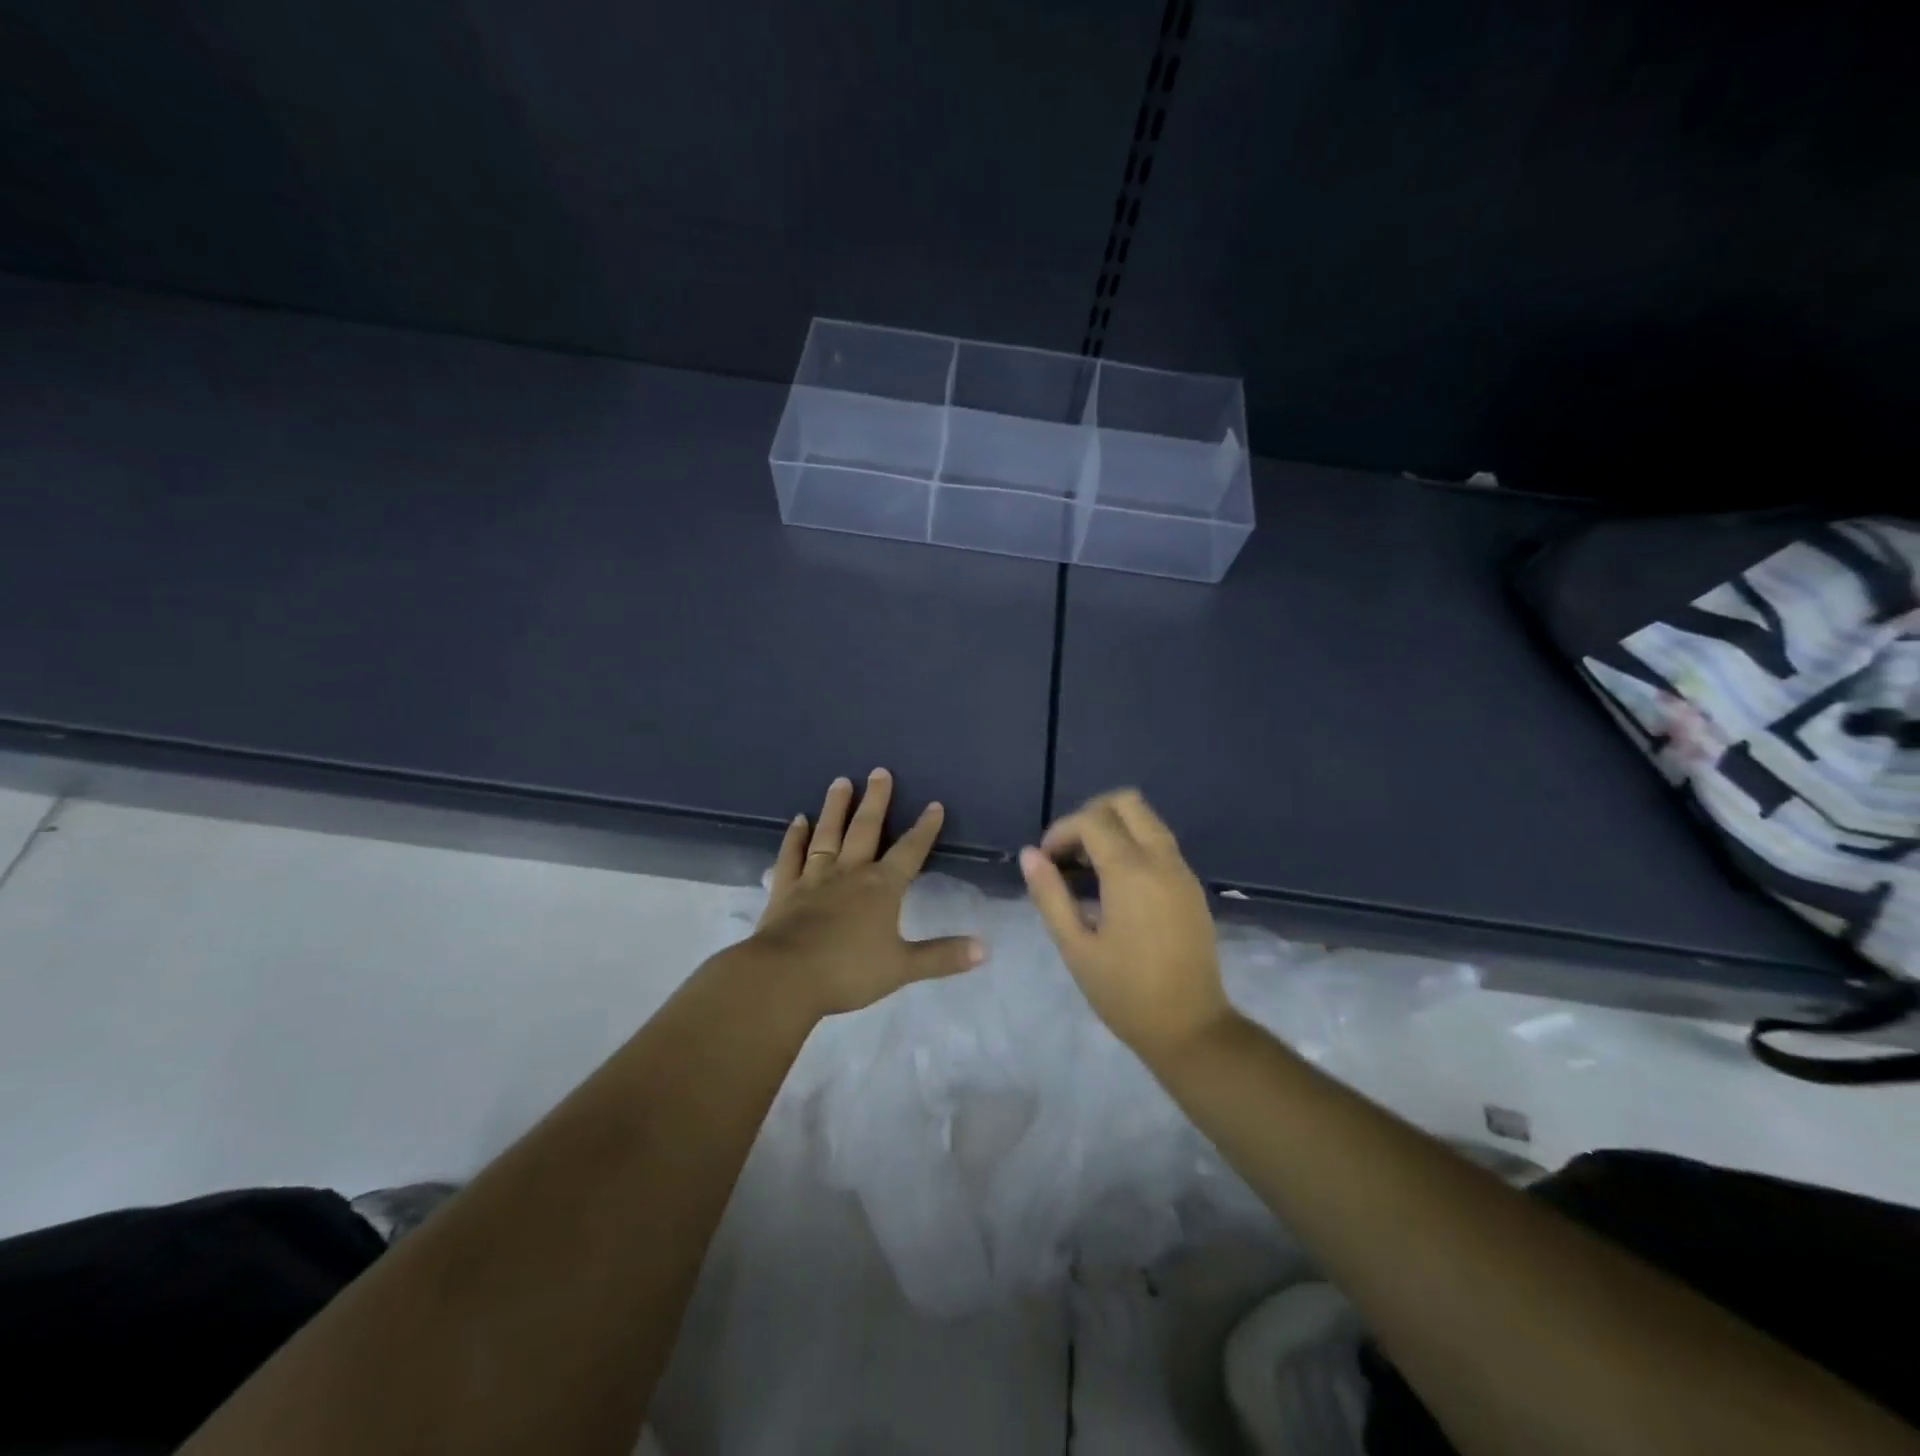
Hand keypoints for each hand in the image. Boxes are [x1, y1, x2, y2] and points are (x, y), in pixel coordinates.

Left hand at [751, 769, 984, 1015]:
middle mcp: (849, 872)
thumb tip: (985, 950)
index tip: (934, 805)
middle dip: (876, 800)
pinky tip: (798, 820)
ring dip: (836, 807)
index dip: (924, 828)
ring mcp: (813, 878)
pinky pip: (791, 856)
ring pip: (828, 834)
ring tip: (841, 781)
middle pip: (865, 829)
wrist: (785, 977)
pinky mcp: (785, 889)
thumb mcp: (902, 967)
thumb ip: (942, 956)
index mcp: (881, 887)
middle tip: (880, 771)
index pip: (910, 851)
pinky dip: (795, 837)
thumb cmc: (848, 972)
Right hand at [1020, 789, 1230, 1057]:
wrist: (1191, 1028)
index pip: (1092, 820)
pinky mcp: (1191, 886)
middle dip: (1090, 815)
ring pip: (1147, 820)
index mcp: (1131, 872)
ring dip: (1113, 829)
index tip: (1045, 861)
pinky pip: (1159, 844)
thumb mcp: (1075, 946)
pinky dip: (1133, 845)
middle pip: (1126, 802)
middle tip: (1068, 852)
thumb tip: (1030, 854)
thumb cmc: (1125, 992)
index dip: (1061, 831)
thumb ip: (1050, 894)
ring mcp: (1182, 871)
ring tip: (1086, 870)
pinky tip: (1113, 886)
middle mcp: (1161, 860)